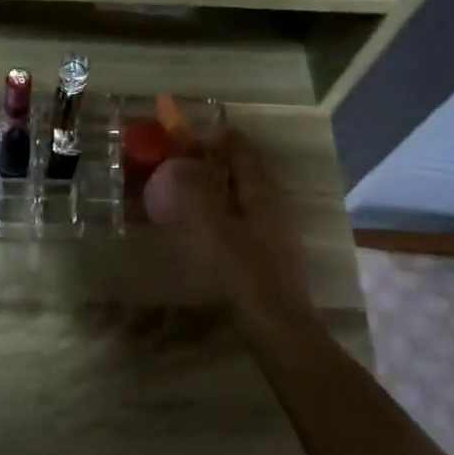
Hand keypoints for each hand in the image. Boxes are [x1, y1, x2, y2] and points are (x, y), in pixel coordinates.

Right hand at [144, 130, 314, 327]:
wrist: (275, 323)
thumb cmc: (242, 271)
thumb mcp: (211, 226)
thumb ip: (194, 190)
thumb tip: (178, 160)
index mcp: (261, 192)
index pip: (242, 149)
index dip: (218, 136)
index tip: (190, 131)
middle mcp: (273, 204)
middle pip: (246, 170)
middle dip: (218, 159)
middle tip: (184, 157)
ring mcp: (274, 229)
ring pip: (245, 194)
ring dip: (220, 185)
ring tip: (189, 187)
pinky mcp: (268, 251)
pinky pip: (243, 216)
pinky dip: (222, 209)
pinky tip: (204, 223)